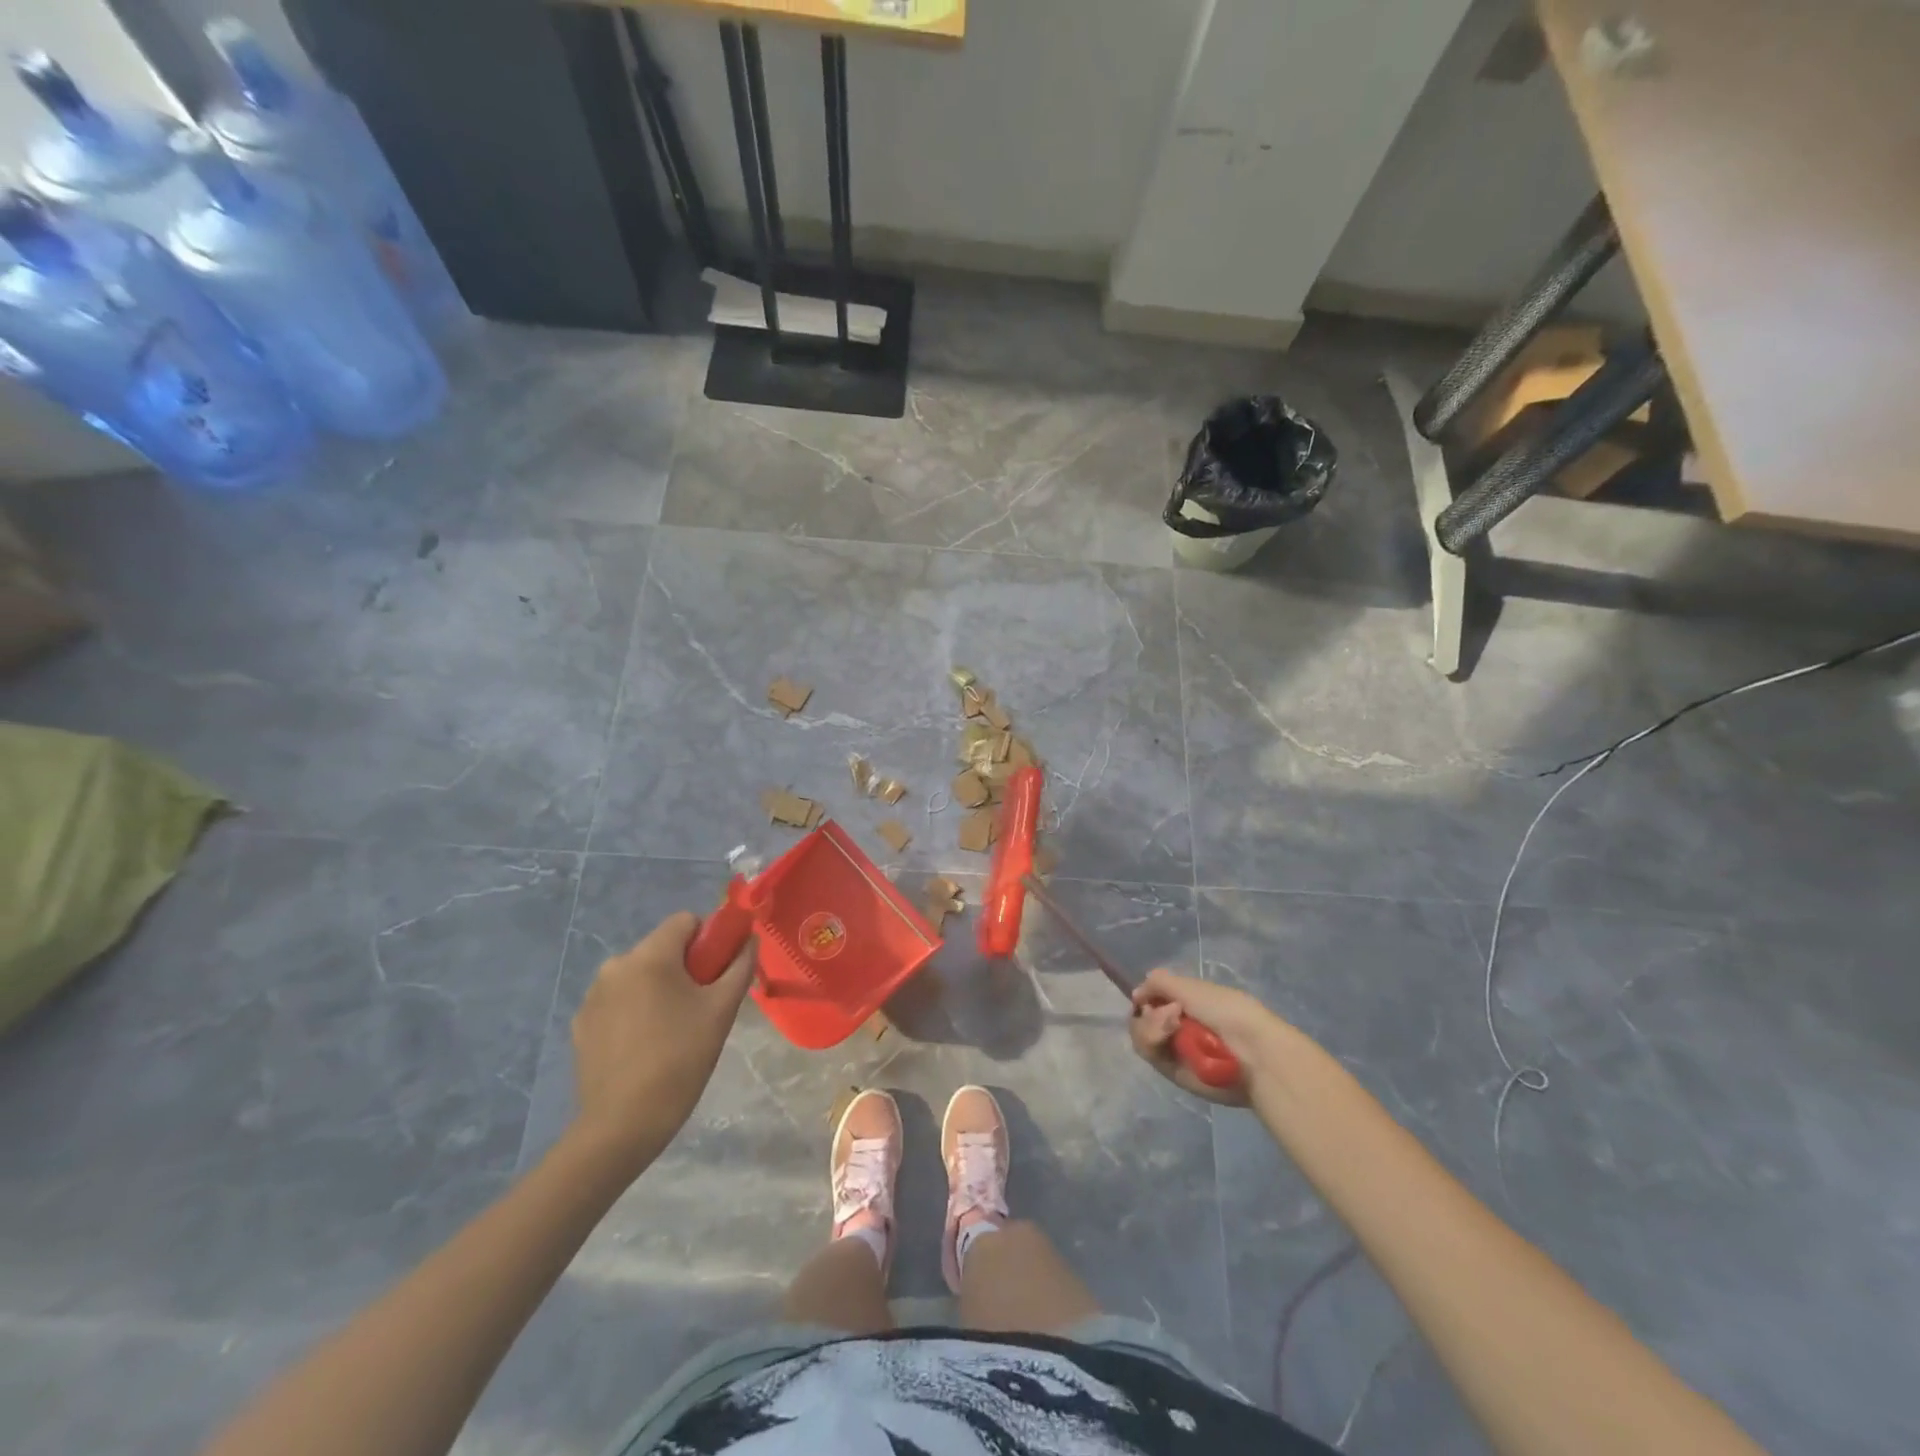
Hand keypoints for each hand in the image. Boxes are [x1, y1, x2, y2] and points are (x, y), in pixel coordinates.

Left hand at [570, 911, 754, 1172]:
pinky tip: (644, 1047)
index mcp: (650, 956)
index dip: (709, 939)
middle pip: (662, 948)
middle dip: (685, 967)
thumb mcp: (722, 1010)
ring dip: (659, 989)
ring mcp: (593, 995)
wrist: (622, 1124)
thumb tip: (749, 940)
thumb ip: (740, 966)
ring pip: (639, 975)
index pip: (685, 921)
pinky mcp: (582, 1023)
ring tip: (672, 1031)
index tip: (717, 974)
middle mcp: (616, 965)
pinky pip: (618, 1000)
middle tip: (700, 1007)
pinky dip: (635, 1011)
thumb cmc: (681, 1059)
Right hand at [1129, 967, 1294, 1107]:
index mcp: (1187, 1005)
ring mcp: (1175, 1051)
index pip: (1152, 1001)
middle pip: (1141, 1019)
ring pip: (1141, 1036)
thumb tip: (1136, 994)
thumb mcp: (1190, 986)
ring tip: (1172, 1027)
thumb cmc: (1226, 1011)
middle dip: (1149, 1014)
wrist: (1251, 1051)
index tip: (1144, 997)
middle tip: (1170, 1014)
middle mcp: (1178, 1028)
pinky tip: (1170, 1035)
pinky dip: (1154, 1040)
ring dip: (1151, 1026)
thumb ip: (1159, 983)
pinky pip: (1150, 1054)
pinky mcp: (1174, 1072)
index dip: (1145, 998)